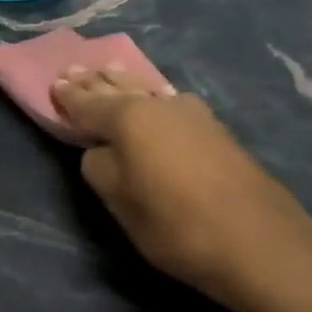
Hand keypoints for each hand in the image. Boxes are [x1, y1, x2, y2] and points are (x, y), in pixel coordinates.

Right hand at [51, 64, 311, 311]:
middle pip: (120, 87)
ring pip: (149, 91)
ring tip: (110, 72)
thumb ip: (100, 168)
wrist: (258, 242)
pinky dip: (153, 97)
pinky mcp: (217, 131)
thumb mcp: (119, 202)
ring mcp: (194, 115)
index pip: (88, 102)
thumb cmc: (175, 224)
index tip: (54, 83)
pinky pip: (171, 102)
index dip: (69, 96)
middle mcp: (161, 105)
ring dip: (126, 84)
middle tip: (75, 68)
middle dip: (96, 81)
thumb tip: (101, 150)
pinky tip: (156, 96)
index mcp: (129, 118)